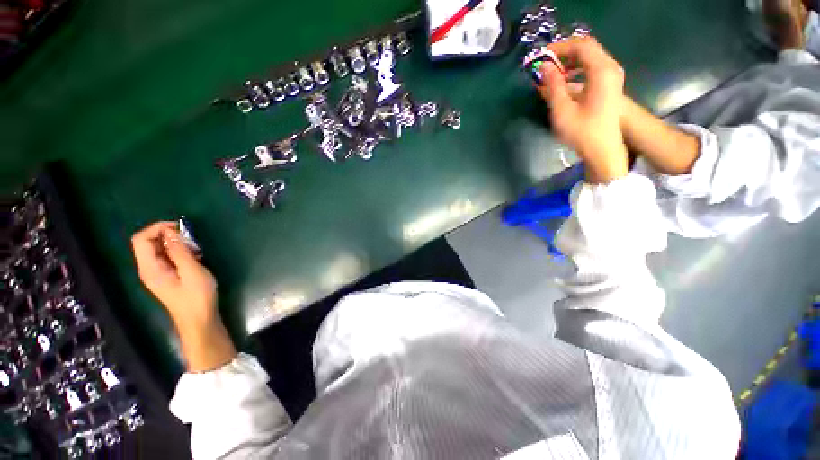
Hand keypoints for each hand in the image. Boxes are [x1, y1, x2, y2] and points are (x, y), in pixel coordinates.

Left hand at [131, 221, 235, 371]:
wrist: (200, 320)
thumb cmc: (197, 297)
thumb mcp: (192, 272)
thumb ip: (180, 251)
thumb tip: (171, 232)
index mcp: (150, 268)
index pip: (141, 239)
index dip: (157, 228)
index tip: (179, 227)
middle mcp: (149, 269)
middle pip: (148, 243)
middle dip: (168, 235)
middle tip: (191, 240)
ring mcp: (158, 274)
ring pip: (159, 250)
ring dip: (176, 244)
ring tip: (196, 249)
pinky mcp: (167, 277)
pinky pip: (167, 258)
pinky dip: (179, 252)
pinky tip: (195, 257)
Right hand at [537, 37, 628, 183]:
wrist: (603, 150)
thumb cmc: (582, 132)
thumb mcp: (562, 109)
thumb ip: (553, 85)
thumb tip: (544, 67)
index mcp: (601, 71)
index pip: (582, 46)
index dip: (560, 47)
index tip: (542, 56)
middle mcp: (610, 69)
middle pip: (587, 49)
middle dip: (564, 53)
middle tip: (545, 65)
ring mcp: (612, 77)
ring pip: (590, 59)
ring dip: (569, 63)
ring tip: (552, 75)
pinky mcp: (609, 87)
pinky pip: (592, 69)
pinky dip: (576, 71)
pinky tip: (564, 84)